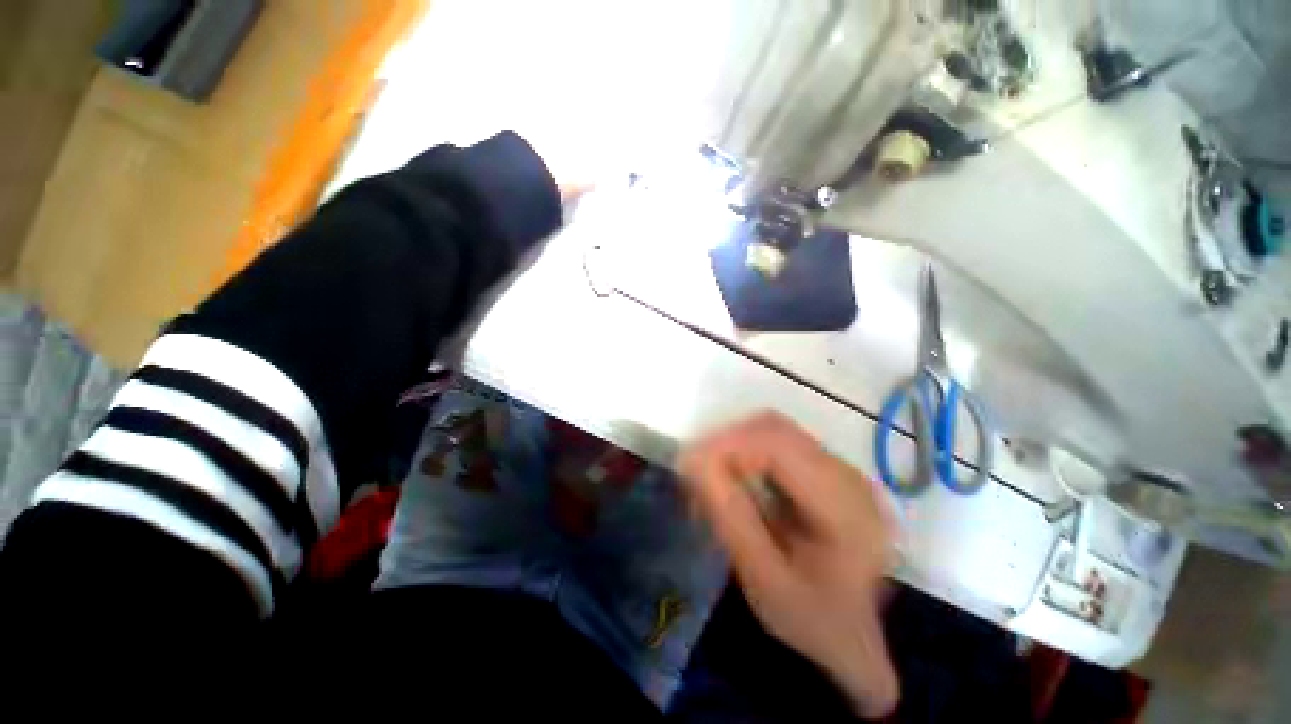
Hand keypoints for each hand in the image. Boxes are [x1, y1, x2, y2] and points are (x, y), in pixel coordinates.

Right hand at [680, 412, 899, 718]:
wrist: (858, 633)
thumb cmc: (813, 618)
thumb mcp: (765, 579)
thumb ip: (730, 517)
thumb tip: (692, 461)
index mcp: (843, 506)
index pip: (778, 444)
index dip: (727, 444)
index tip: (688, 467)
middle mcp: (847, 473)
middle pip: (774, 429)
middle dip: (726, 443)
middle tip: (696, 476)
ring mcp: (839, 467)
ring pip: (773, 431)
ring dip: (735, 447)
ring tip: (712, 480)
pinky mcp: (827, 469)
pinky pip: (779, 444)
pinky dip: (748, 453)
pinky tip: (737, 483)